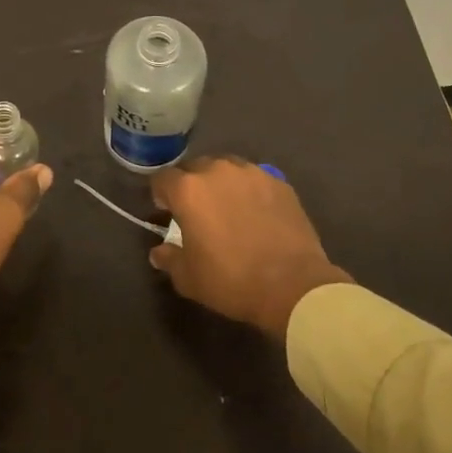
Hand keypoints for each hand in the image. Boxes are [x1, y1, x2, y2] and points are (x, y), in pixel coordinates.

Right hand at [149, 157, 349, 339]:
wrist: (292, 284)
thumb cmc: (231, 281)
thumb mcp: (189, 278)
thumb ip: (169, 258)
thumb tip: (159, 251)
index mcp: (189, 190)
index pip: (163, 179)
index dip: (161, 194)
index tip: (166, 211)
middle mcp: (218, 171)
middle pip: (195, 167)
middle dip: (192, 185)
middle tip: (198, 211)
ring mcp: (252, 173)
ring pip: (227, 168)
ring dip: (221, 183)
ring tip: (229, 208)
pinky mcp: (279, 182)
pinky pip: (255, 179)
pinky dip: (250, 190)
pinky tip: (257, 213)